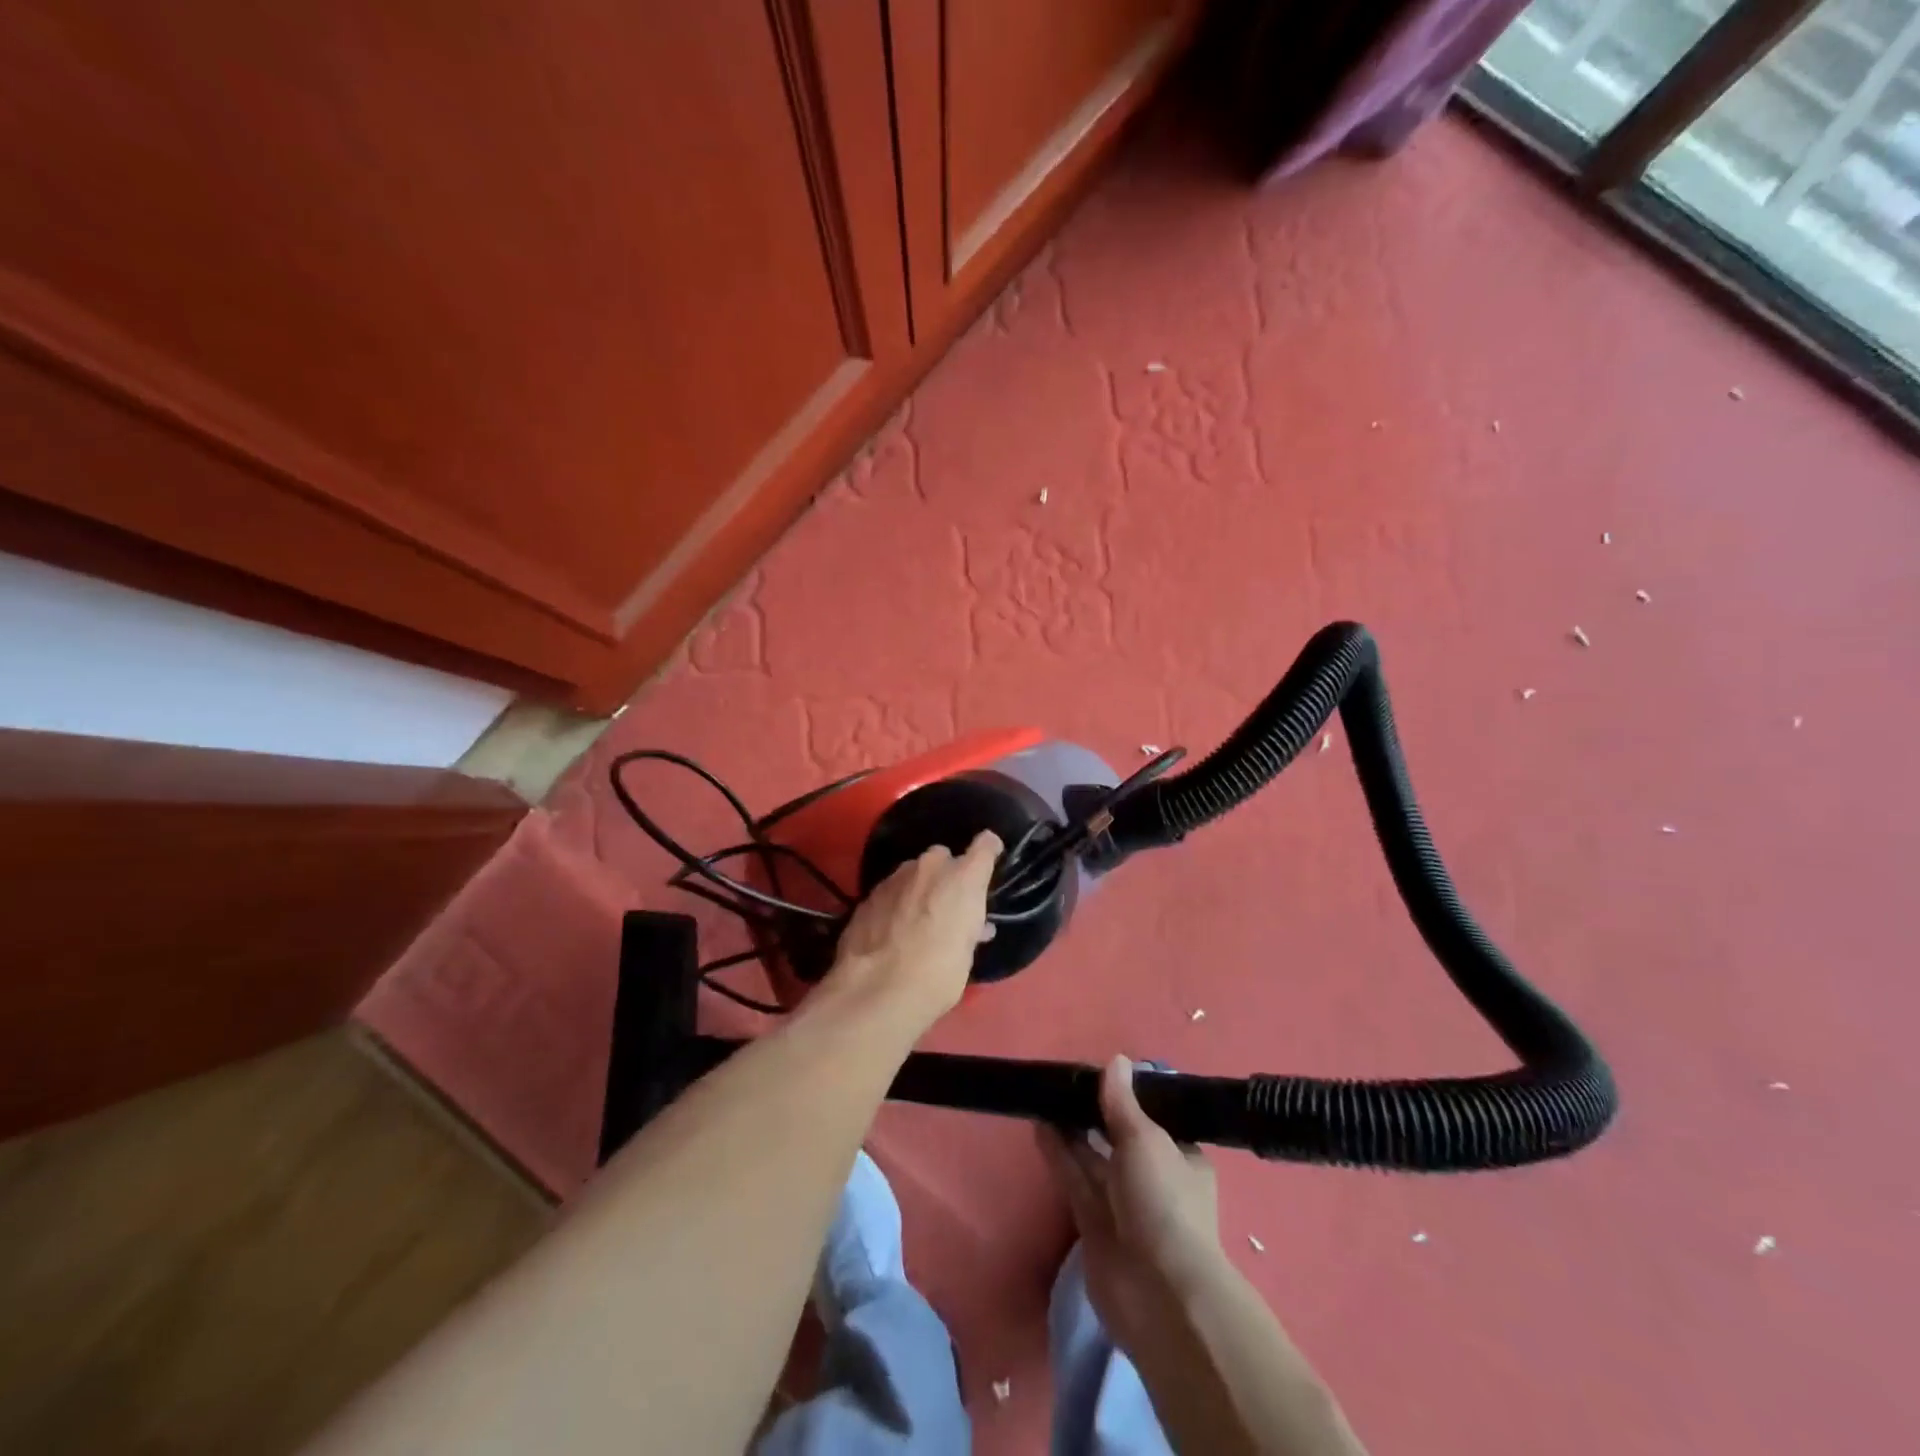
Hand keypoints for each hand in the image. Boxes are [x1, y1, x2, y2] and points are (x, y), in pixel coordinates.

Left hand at [819, 832, 1000, 1039]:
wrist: (877, 989)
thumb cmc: (938, 975)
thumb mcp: (966, 953)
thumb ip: (969, 928)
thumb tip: (974, 926)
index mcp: (963, 879)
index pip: (985, 846)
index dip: (989, 850)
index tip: (990, 857)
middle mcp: (931, 867)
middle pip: (943, 858)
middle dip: (947, 875)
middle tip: (947, 905)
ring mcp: (896, 877)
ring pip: (914, 872)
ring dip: (919, 888)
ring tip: (917, 919)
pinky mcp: (869, 894)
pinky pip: (891, 890)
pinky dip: (896, 902)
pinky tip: (892, 928)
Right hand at [1040, 1055, 1224, 1352]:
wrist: (1157, 1292)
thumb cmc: (1163, 1202)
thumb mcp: (1145, 1140)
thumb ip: (1122, 1102)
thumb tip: (1116, 1060)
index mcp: (1181, 1158)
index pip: (1153, 1120)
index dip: (1127, 1098)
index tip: (1100, 1075)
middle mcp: (1153, 1179)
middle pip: (1118, 1138)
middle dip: (1094, 1113)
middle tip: (1064, 1081)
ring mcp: (1122, 1203)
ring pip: (1092, 1157)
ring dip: (1071, 1129)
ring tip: (1045, 1096)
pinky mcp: (1093, 1223)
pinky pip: (1074, 1178)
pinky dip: (1059, 1153)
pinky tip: (1040, 1125)